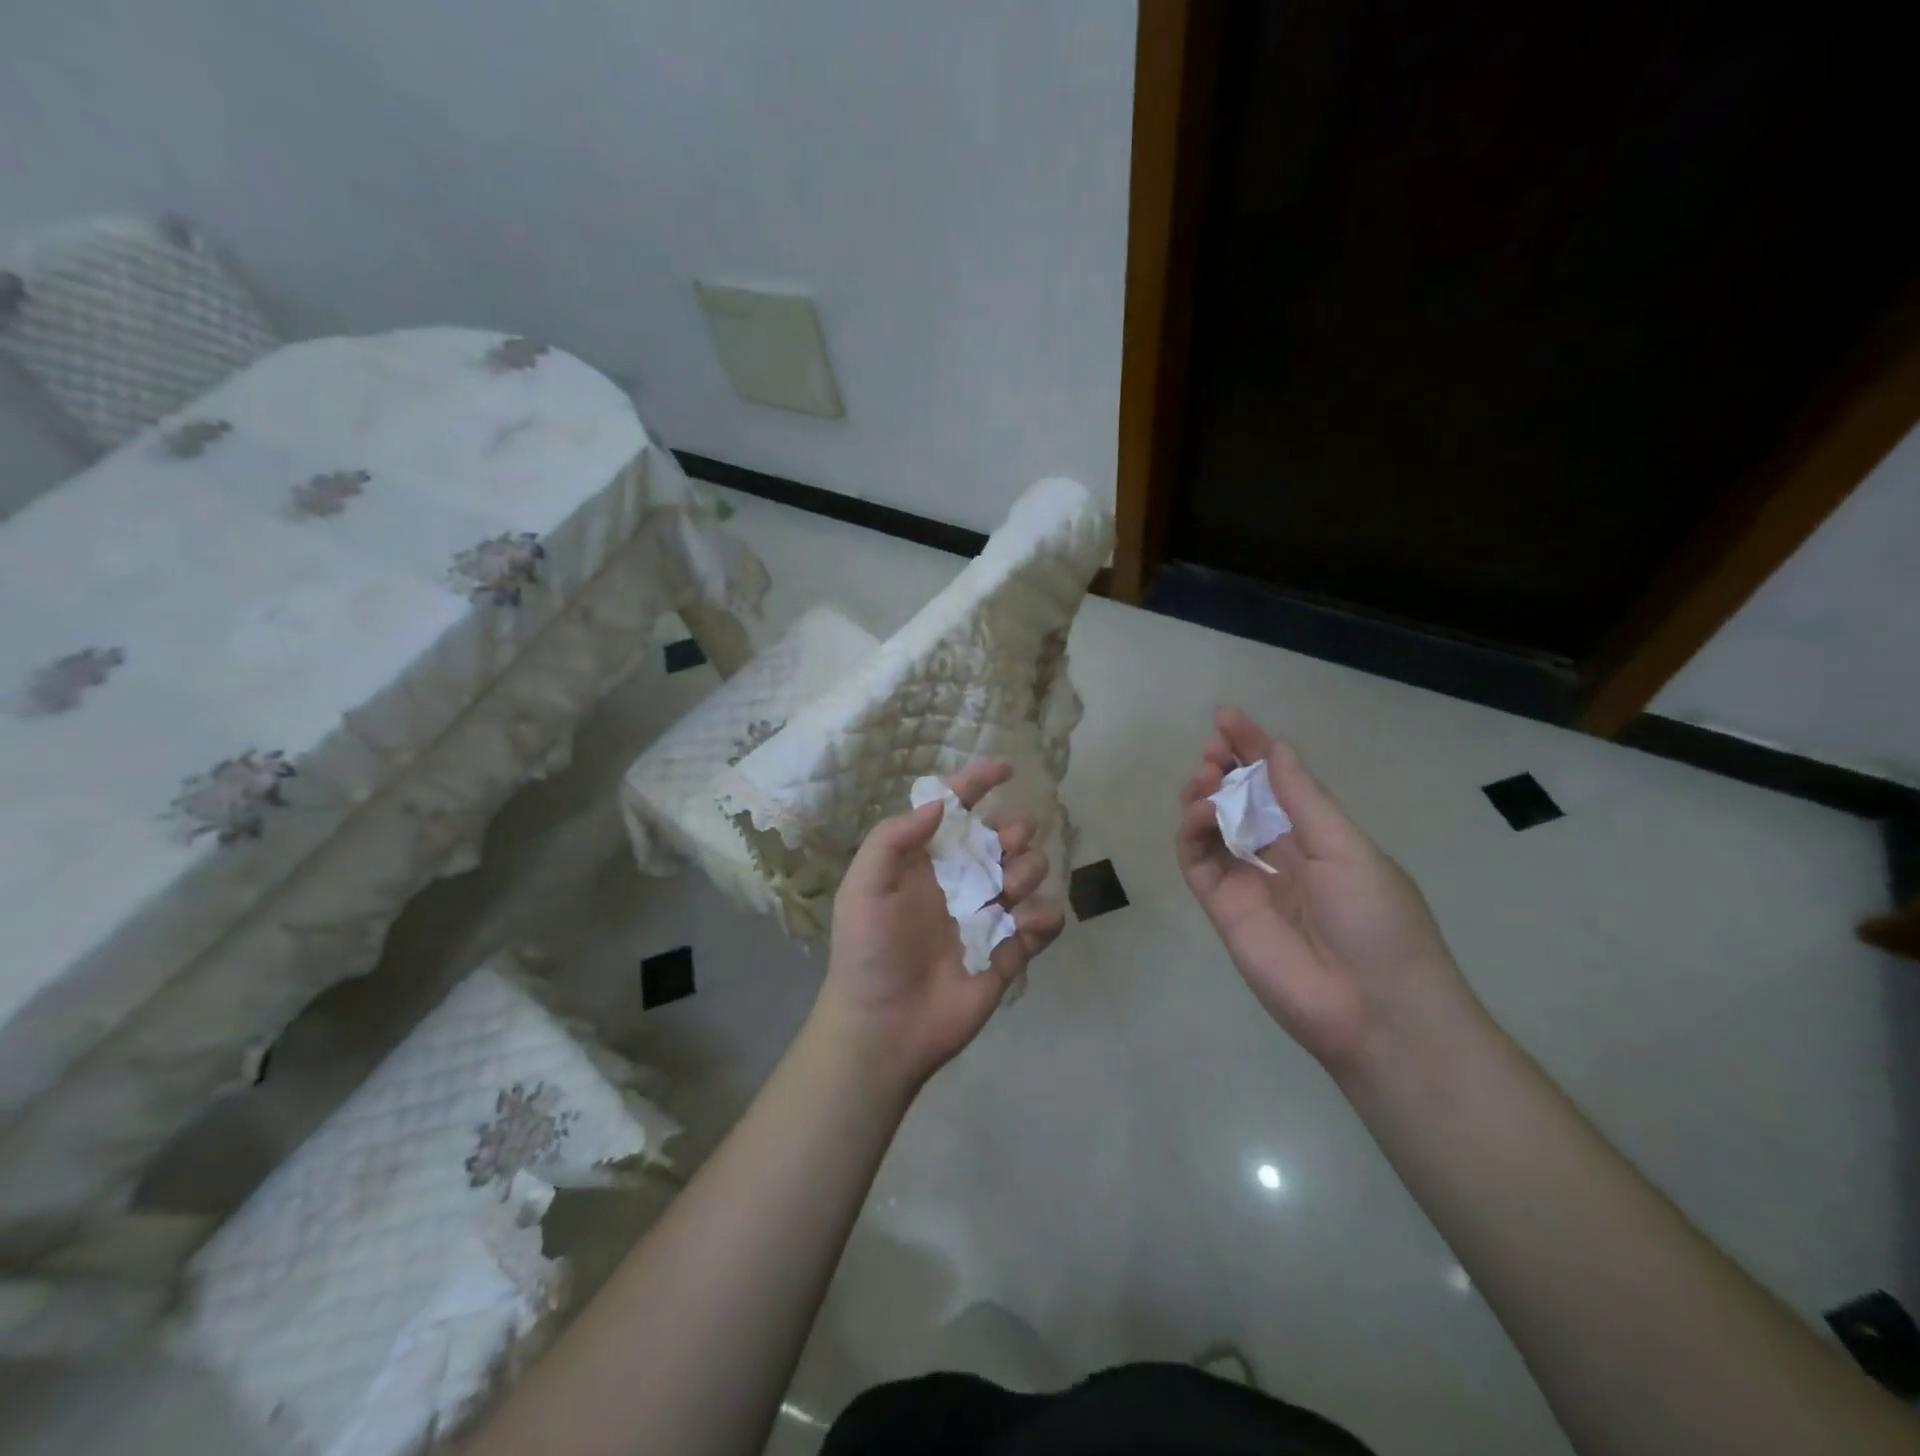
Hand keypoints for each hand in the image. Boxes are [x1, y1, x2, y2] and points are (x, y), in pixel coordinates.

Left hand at [813, 761, 1065, 1093]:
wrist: (884, 1026)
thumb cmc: (868, 950)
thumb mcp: (864, 886)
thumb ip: (895, 838)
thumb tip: (941, 805)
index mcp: (927, 862)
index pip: (957, 812)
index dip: (978, 785)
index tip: (1005, 769)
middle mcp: (961, 882)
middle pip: (1003, 838)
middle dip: (1013, 831)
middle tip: (1007, 844)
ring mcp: (988, 917)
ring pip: (1029, 873)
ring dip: (1027, 870)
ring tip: (1005, 891)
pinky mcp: (1009, 952)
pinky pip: (1043, 924)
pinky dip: (1045, 917)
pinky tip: (1025, 926)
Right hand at [1177, 707, 1472, 1072]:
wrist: (1373, 1010)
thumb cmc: (1377, 920)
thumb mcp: (1348, 847)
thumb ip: (1303, 798)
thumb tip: (1277, 749)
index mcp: (1320, 839)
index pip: (1278, 784)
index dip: (1253, 748)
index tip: (1226, 717)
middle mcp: (1281, 856)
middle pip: (1240, 801)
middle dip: (1224, 768)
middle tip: (1213, 750)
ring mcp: (1249, 882)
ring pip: (1212, 827)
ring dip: (1204, 795)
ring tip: (1206, 778)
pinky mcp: (1222, 908)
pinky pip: (1198, 861)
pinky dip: (1192, 831)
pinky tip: (1202, 812)